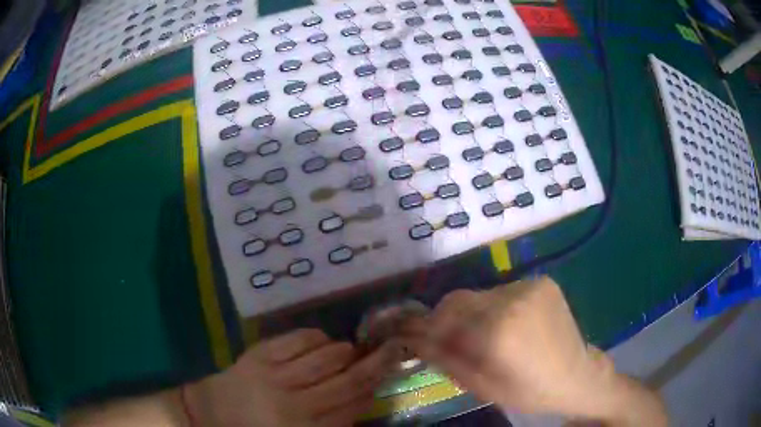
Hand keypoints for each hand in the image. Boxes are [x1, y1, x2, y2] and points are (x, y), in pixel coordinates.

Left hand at [185, 329, 401, 426]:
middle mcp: (295, 403)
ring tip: (349, 350)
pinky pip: (296, 340)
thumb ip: (332, 423)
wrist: (209, 413)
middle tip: (390, 348)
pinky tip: (321, 339)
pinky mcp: (258, 355)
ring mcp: (275, 376)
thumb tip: (362, 398)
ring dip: (344, 351)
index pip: (353, 405)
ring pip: (325, 357)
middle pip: (347, 380)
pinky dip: (315, 337)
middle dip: (373, 364)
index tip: (387, 374)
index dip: (374, 387)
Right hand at [403, 277, 666, 425]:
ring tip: (486, 336)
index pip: (443, 316)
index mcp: (496, 332)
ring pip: (481, 295)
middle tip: (450, 339)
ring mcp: (530, 286)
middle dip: (447, 318)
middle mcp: (512, 300)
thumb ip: (445, 358)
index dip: (424, 323)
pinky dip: (496, 307)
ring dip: (474, 313)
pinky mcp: (542, 282)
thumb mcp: (480, 385)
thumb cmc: (527, 391)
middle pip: (459, 299)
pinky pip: (504, 291)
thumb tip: (412, 337)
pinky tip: (510, 326)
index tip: (412, 332)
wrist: (576, 375)